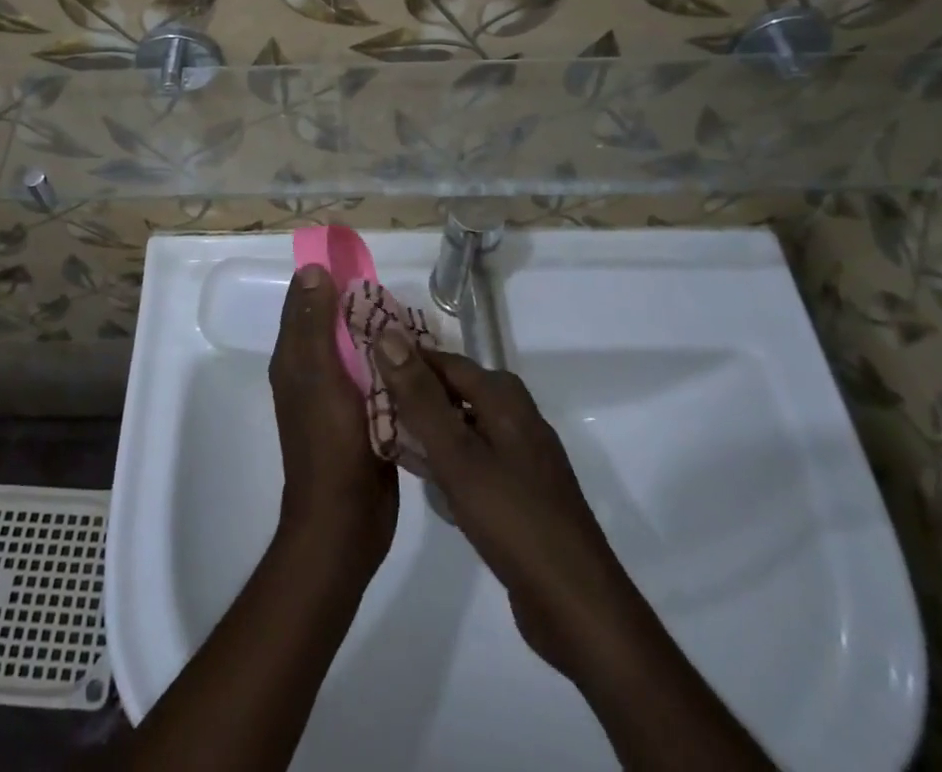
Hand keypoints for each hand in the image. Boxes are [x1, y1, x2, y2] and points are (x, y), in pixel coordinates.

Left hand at [271, 266, 398, 575]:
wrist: (346, 521)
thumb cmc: (330, 444)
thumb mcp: (320, 376)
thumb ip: (314, 324)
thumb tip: (311, 270)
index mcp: (294, 358)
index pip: (305, 301)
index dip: (325, 276)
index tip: (357, 258)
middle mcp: (311, 371)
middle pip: (333, 322)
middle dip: (359, 303)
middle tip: (395, 291)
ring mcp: (337, 395)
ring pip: (356, 349)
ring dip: (378, 333)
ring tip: (411, 317)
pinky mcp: (362, 415)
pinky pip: (375, 376)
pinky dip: (390, 363)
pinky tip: (416, 356)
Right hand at [374, 333, 631, 682]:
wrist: (577, 606)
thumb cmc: (512, 519)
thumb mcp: (457, 454)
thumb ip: (420, 396)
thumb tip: (387, 335)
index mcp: (504, 397)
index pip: (444, 361)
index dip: (405, 360)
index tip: (364, 365)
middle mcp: (516, 416)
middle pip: (454, 391)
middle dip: (412, 395)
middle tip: (366, 404)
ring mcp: (521, 456)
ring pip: (463, 427)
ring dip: (426, 429)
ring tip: (382, 436)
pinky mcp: (520, 492)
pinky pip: (474, 459)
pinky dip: (446, 459)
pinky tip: (420, 476)